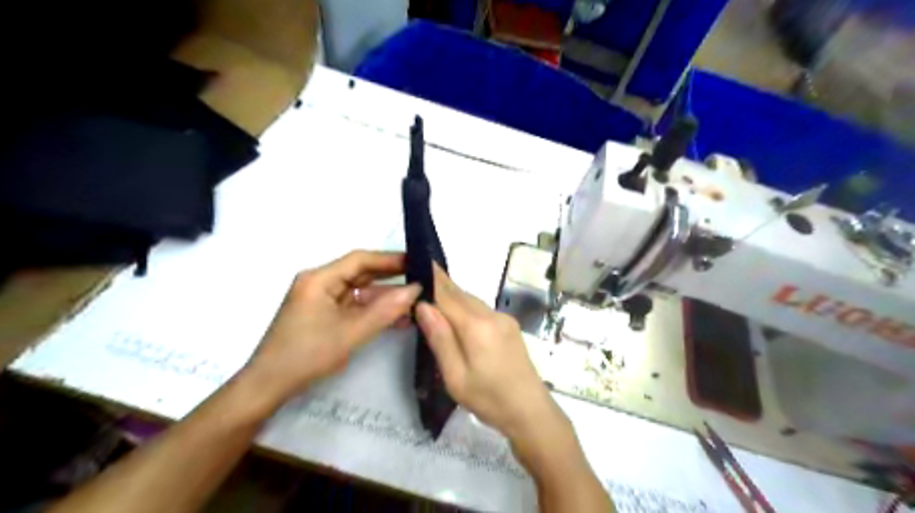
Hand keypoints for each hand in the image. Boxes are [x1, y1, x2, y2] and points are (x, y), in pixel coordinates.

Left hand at [244, 250, 419, 405]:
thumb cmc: (306, 355)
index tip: (418, 262)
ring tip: (416, 300)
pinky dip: (374, 311)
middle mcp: (320, 283)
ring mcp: (322, 300)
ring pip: (360, 291)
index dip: (390, 259)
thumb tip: (415, 290)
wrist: (268, 387)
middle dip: (392, 277)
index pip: (360, 259)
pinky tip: (398, 317)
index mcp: (319, 279)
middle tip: (423, 279)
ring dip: (385, 297)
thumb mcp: (350, 333)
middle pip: (361, 273)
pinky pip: (354, 307)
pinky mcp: (324, 315)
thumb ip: (385, 311)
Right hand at [416, 264, 565, 444]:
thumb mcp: (455, 376)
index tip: (416, 264)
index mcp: (477, 326)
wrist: (531, 412)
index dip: (431, 280)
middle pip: (460, 294)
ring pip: (471, 300)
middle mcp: (492, 314)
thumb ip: (440, 338)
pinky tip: (458, 319)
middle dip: (440, 287)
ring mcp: (504, 318)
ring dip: (453, 298)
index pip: (447, 294)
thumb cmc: (489, 399)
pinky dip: (466, 308)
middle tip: (419, 282)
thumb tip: (423, 305)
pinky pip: (482, 309)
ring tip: (433, 300)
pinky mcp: (510, 325)